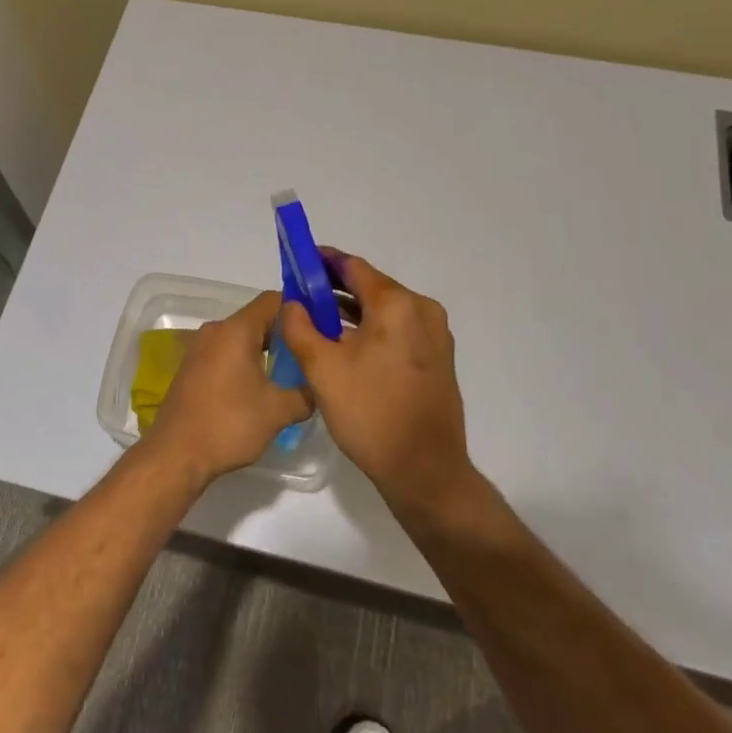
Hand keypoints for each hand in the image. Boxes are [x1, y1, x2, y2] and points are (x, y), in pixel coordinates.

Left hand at [140, 290, 312, 490]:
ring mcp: (200, 349)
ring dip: (264, 351)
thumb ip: (305, 394)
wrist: (175, 454)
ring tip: (289, 374)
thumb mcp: (278, 411)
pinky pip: (226, 353)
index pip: (273, 300)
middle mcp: (216, 331)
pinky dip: (245, 362)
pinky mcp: (192, 368)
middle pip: (257, 319)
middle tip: (309, 355)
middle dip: (284, 334)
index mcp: (236, 330)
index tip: (318, 328)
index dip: (299, 310)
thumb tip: (317, 388)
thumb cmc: (229, 424)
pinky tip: (259, 388)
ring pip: (241, 338)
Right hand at [279, 252, 473, 516]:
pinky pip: (399, 329)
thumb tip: (292, 303)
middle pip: (371, 287)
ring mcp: (436, 334)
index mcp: (396, 304)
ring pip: (386, 310)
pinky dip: (373, 329)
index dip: (323, 262)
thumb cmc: (370, 414)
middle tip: (302, 297)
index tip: (299, 262)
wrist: (425, 470)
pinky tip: (349, 346)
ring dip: (353, 311)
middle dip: (335, 288)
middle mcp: (422, 310)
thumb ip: (300, 328)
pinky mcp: (439, 357)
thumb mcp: (322, 369)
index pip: (354, 267)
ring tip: (319, 321)